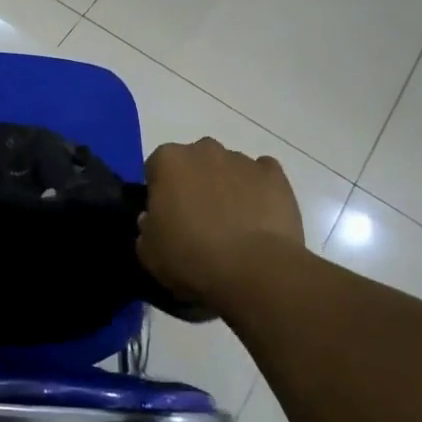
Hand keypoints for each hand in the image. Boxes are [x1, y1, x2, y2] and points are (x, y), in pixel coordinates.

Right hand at [138, 138, 303, 310]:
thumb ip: (146, 228)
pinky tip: (259, 217)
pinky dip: (259, 190)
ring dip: (227, 186)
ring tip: (233, 224)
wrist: (255, 272)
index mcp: (168, 161)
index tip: (166, 216)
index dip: (160, 192)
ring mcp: (243, 160)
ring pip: (228, 167)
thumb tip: (153, 218)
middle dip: (195, 182)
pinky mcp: (276, 176)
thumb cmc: (191, 258)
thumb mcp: (149, 252)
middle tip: (198, 219)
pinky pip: (262, 176)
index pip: (156, 167)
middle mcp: (204, 150)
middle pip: (194, 161)